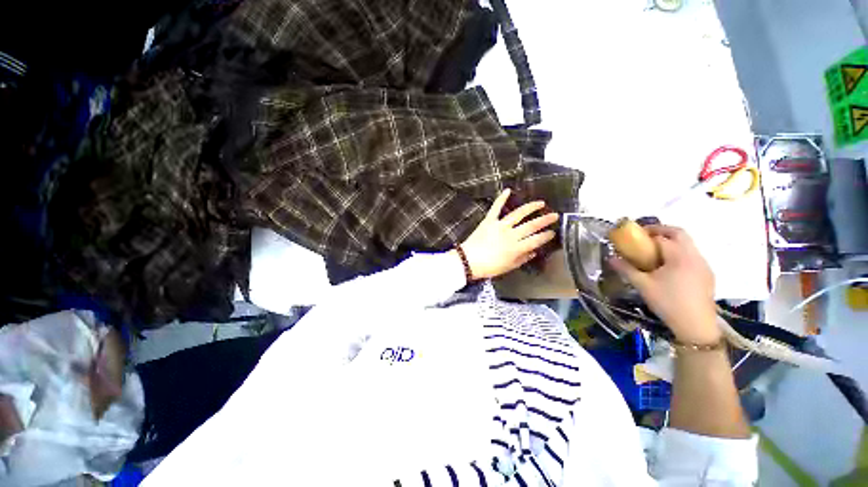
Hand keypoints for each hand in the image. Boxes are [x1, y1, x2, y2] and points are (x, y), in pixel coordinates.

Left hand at [460, 189, 558, 279]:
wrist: (468, 261)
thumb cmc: (489, 267)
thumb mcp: (508, 267)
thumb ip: (522, 259)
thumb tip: (534, 252)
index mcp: (516, 248)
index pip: (536, 240)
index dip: (546, 236)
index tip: (553, 232)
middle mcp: (511, 235)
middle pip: (531, 226)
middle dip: (545, 220)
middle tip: (554, 215)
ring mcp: (499, 226)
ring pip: (518, 214)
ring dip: (530, 208)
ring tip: (540, 203)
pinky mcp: (489, 221)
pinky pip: (495, 208)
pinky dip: (501, 199)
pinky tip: (507, 190)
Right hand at [609, 225, 719, 344]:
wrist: (696, 326)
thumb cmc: (668, 302)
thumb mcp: (642, 285)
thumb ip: (626, 269)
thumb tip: (610, 258)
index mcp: (679, 256)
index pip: (661, 236)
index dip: (646, 233)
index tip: (633, 236)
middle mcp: (694, 255)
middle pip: (679, 233)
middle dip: (661, 230)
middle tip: (645, 236)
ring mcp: (703, 265)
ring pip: (688, 244)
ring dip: (671, 242)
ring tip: (655, 252)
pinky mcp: (707, 274)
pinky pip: (692, 255)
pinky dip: (679, 253)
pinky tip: (669, 268)